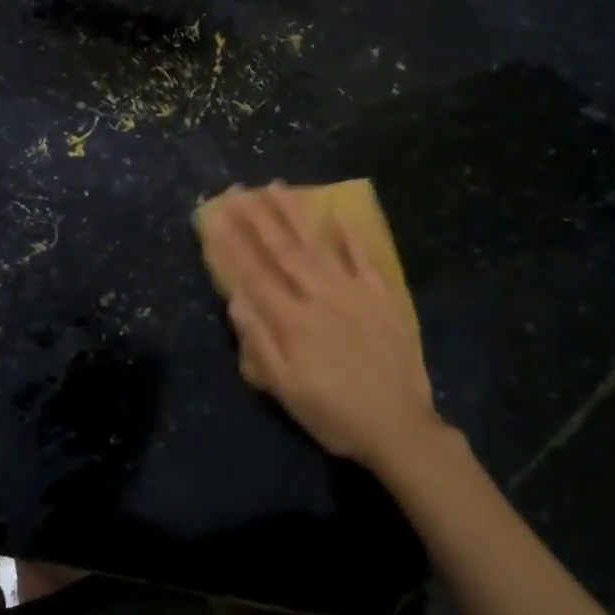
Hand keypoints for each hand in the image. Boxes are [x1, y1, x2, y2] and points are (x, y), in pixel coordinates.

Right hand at [206, 183, 443, 471]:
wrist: (400, 428)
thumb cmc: (334, 414)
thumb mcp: (287, 390)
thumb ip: (259, 343)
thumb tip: (235, 299)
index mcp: (292, 320)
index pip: (253, 274)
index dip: (230, 244)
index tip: (214, 216)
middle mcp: (319, 295)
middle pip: (282, 249)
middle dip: (257, 217)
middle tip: (238, 190)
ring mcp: (353, 291)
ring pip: (317, 244)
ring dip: (294, 213)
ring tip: (275, 187)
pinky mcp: (382, 294)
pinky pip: (363, 256)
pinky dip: (349, 233)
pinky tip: (336, 211)